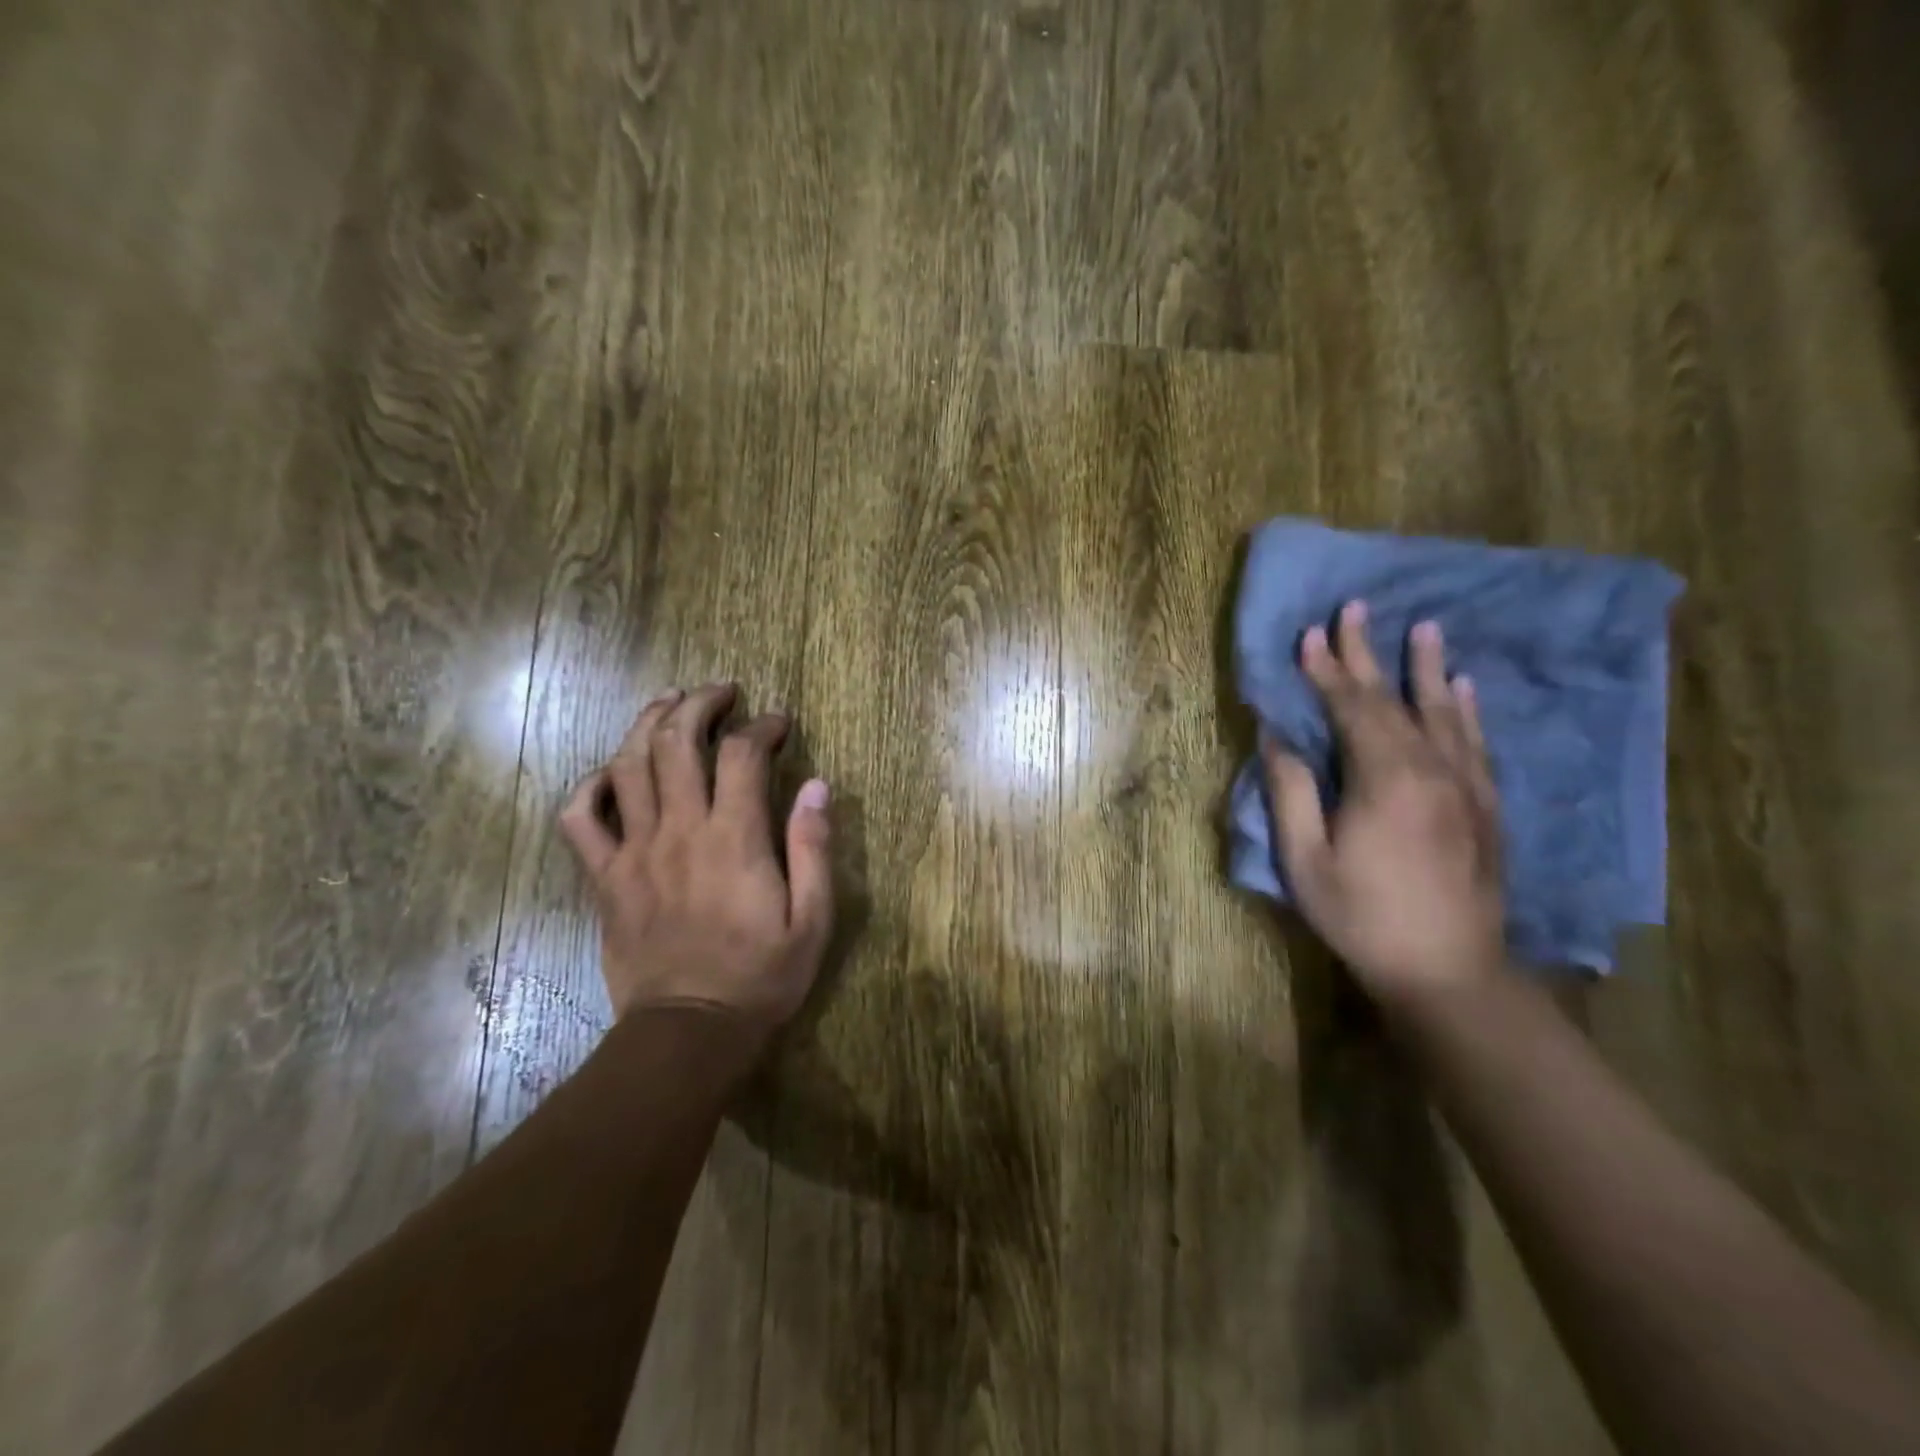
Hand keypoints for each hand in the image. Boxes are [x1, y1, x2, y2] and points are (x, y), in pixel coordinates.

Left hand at [559, 683, 834, 1040]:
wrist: (688, 1033)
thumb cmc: (760, 976)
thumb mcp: (812, 919)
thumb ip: (813, 848)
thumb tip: (817, 786)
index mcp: (734, 838)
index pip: (742, 754)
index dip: (762, 725)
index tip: (778, 721)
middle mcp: (680, 830)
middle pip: (676, 741)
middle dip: (699, 703)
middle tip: (721, 692)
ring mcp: (634, 851)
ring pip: (627, 765)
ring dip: (646, 723)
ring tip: (669, 703)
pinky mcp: (605, 878)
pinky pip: (579, 819)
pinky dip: (589, 786)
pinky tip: (609, 773)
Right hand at [1262, 601, 1503, 1003]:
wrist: (1448, 971)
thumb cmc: (1362, 916)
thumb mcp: (1306, 860)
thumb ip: (1292, 793)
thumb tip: (1278, 738)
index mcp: (1385, 779)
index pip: (1350, 708)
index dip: (1326, 669)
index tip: (1309, 633)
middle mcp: (1432, 769)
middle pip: (1394, 700)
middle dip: (1368, 653)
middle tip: (1356, 608)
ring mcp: (1467, 787)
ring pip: (1443, 713)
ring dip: (1428, 668)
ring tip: (1424, 628)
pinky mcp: (1486, 806)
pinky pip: (1476, 744)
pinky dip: (1466, 710)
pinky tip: (1464, 688)